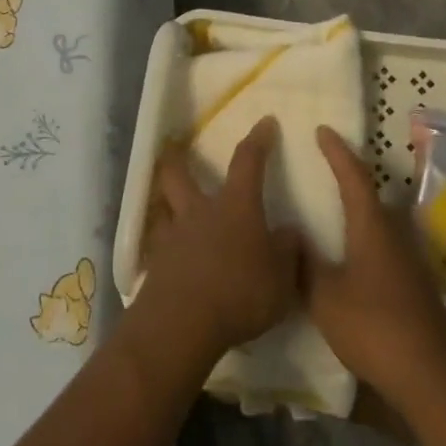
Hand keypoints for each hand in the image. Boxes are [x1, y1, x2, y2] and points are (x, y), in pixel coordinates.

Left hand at [132, 116, 302, 364]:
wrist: (182, 324)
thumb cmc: (239, 293)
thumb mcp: (281, 278)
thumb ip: (288, 252)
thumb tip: (290, 232)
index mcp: (235, 206)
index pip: (248, 161)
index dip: (258, 140)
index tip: (265, 122)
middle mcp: (199, 211)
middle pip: (179, 173)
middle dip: (178, 156)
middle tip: (174, 146)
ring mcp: (172, 236)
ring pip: (160, 203)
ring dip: (162, 196)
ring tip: (163, 197)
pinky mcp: (155, 263)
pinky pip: (155, 241)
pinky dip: (159, 239)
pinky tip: (163, 249)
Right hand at [305, 126, 445, 412]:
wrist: (430, 376)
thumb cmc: (373, 327)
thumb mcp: (325, 297)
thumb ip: (306, 264)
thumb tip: (293, 235)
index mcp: (372, 227)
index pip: (353, 177)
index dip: (337, 152)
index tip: (323, 130)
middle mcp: (395, 235)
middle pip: (372, 195)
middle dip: (350, 176)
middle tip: (327, 165)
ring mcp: (409, 261)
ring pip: (381, 221)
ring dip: (360, 208)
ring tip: (335, 208)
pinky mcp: (415, 285)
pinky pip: (386, 245)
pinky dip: (366, 237)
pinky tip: (353, 255)